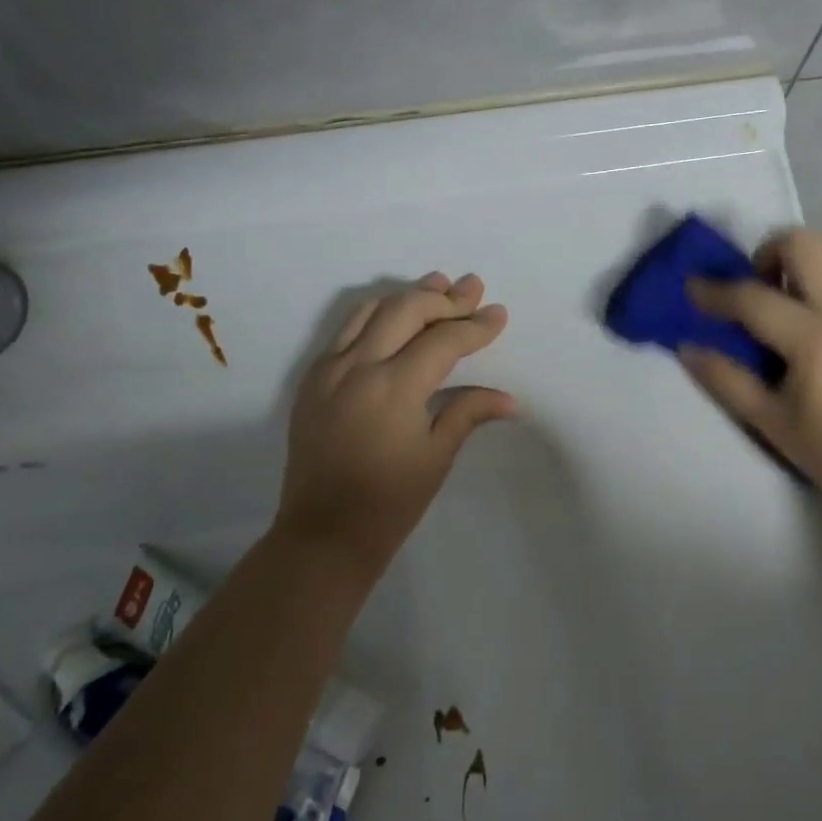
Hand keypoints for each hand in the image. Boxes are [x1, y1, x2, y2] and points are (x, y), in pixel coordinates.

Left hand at [276, 273, 514, 580]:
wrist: (323, 534)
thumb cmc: (389, 502)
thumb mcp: (436, 457)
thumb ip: (468, 412)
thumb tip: (508, 399)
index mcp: (393, 388)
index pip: (443, 340)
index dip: (475, 326)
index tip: (498, 314)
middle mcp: (357, 366)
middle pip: (406, 309)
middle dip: (444, 297)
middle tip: (472, 288)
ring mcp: (329, 369)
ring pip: (370, 310)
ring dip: (407, 296)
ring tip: (437, 286)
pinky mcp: (312, 379)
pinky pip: (346, 330)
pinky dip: (376, 314)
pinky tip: (395, 318)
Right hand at [682, 228, 821, 523]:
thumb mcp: (769, 421)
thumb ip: (725, 378)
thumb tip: (686, 347)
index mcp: (814, 338)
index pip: (752, 297)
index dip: (714, 291)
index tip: (691, 288)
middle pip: (803, 243)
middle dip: (767, 252)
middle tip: (756, 286)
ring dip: (806, 256)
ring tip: (790, 293)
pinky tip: (820, 314)